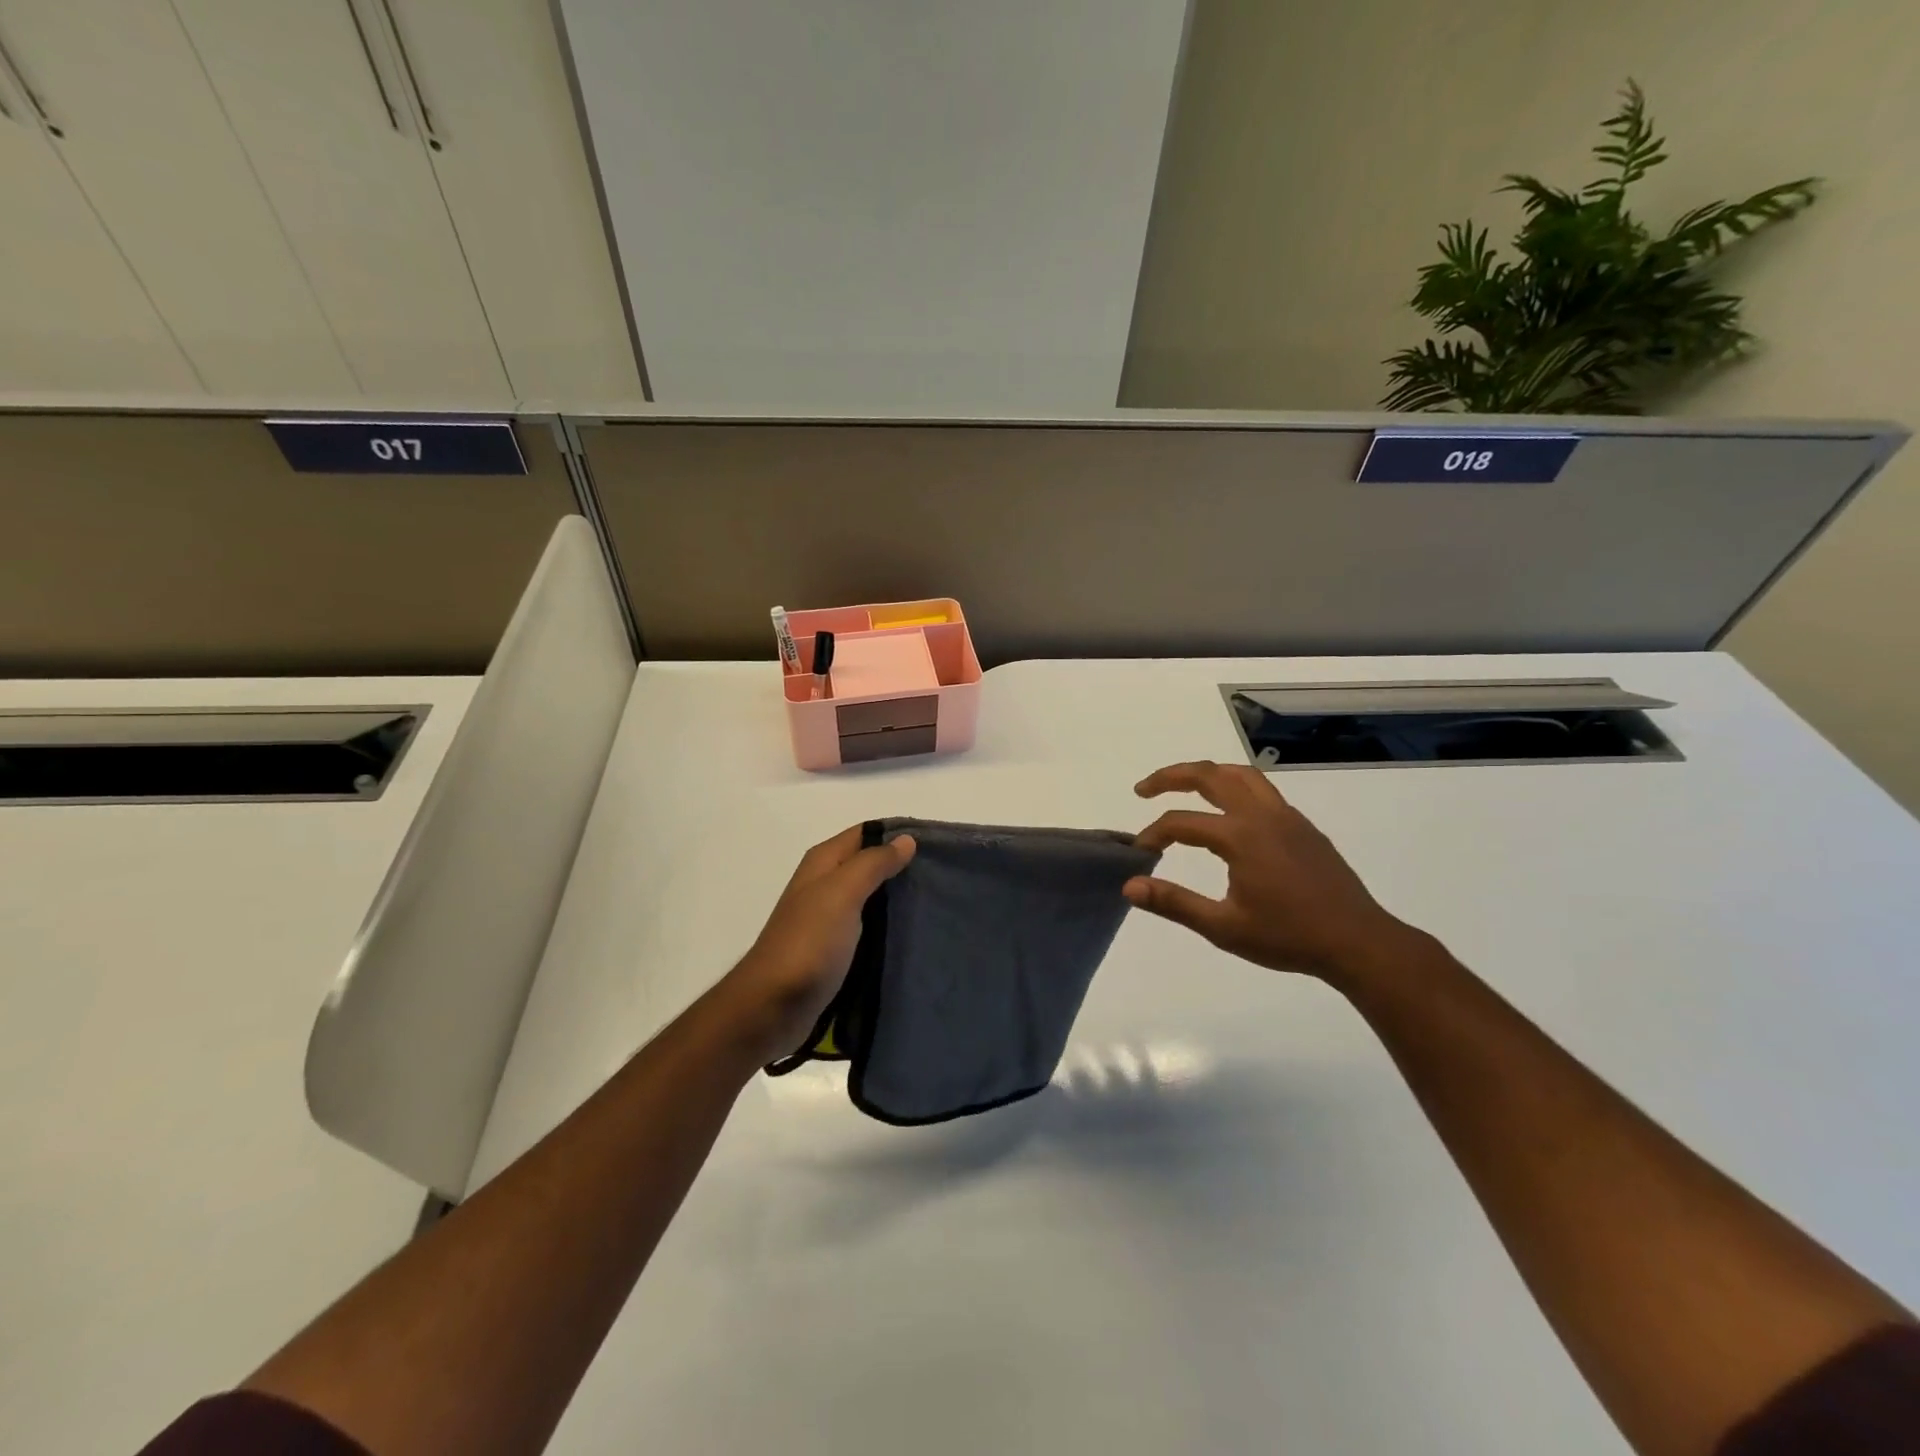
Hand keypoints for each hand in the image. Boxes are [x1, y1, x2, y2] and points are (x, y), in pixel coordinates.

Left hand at [712, 825, 916, 1063]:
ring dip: (897, 900)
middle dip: (902, 868)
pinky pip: (868, 929)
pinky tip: (913, 934)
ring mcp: (829, 919)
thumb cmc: (808, 943)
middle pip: (870, 865)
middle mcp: (824, 885)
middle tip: (942, 877)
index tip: (936, 845)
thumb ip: (873, 864)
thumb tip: (905, 839)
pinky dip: (889, 928)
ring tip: (935, 904)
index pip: (866, 833)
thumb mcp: (841, 893)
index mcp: (823, 863)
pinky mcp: (834, 950)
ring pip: (871, 898)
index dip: (898, 835)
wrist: (772, 1007)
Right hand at [1127, 761, 1423, 985]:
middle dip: (1171, 776)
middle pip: (1210, 775)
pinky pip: (1262, 790)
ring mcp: (1287, 817)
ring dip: (1207, 773)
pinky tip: (1229, 813)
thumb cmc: (1288, 938)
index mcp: (1240, 836)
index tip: (1139, 854)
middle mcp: (1262, 815)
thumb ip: (1174, 903)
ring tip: (1183, 785)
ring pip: (1240, 774)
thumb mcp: (1223, 927)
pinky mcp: (1303, 827)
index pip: (1181, 823)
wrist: (1359, 943)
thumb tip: (1130, 886)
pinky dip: (1234, 787)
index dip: (1153, 834)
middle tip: (1144, 789)